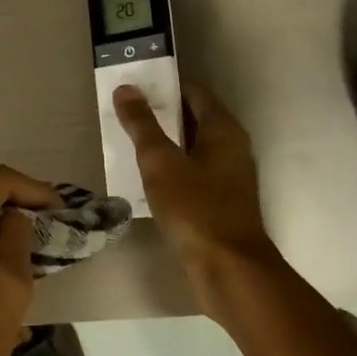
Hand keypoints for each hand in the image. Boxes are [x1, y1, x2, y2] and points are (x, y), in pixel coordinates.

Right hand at [113, 83, 275, 274]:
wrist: (229, 268)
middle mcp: (232, 147)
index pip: (194, 92)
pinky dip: (173, 169)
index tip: (134, 90)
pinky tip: (148, 180)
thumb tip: (126, 88)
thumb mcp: (161, 163)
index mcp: (223, 129)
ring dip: (165, 144)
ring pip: (193, 148)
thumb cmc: (195, 208)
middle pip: (194, 119)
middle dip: (160, 115)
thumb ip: (142, 125)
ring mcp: (229, 176)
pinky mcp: (222, 201)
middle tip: (124, 116)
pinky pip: (194, 173)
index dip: (164, 87)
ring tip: (128, 145)